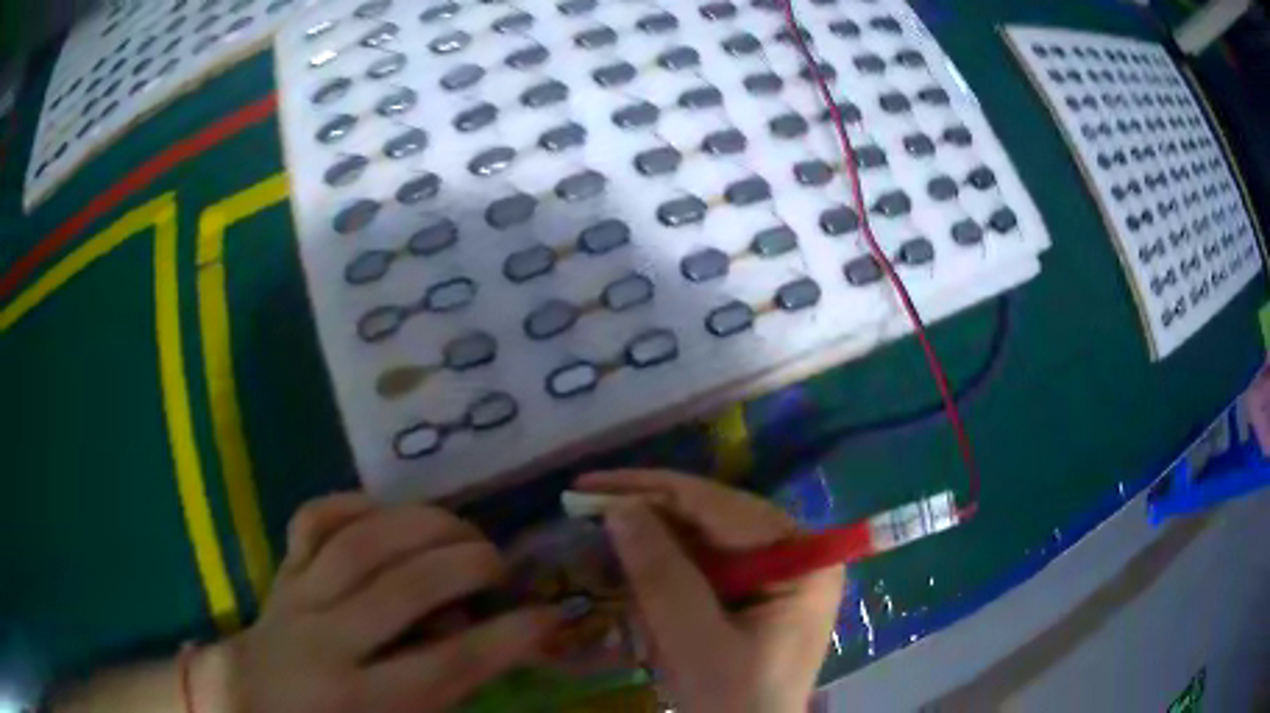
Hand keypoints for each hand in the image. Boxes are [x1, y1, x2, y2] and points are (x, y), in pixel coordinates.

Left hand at [213, 493, 558, 712]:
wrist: (249, 702)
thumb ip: (443, 698)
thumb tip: (485, 648)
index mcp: (359, 700)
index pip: (447, 665)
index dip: (508, 638)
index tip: (550, 616)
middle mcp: (325, 642)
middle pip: (404, 588)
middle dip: (468, 564)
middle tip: (503, 563)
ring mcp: (297, 596)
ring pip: (361, 541)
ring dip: (423, 524)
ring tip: (462, 530)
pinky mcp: (281, 569)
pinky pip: (314, 519)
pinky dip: (355, 504)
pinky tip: (388, 512)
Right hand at [576, 470, 843, 712]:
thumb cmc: (733, 701)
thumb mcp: (696, 642)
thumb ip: (662, 575)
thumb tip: (619, 508)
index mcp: (803, 560)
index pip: (724, 509)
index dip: (655, 492)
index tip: (592, 486)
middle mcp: (796, 554)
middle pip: (715, 517)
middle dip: (650, 509)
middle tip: (586, 500)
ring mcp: (776, 572)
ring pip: (706, 537)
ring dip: (653, 532)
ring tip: (599, 519)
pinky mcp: (754, 592)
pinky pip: (705, 563)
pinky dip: (664, 561)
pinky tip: (630, 554)